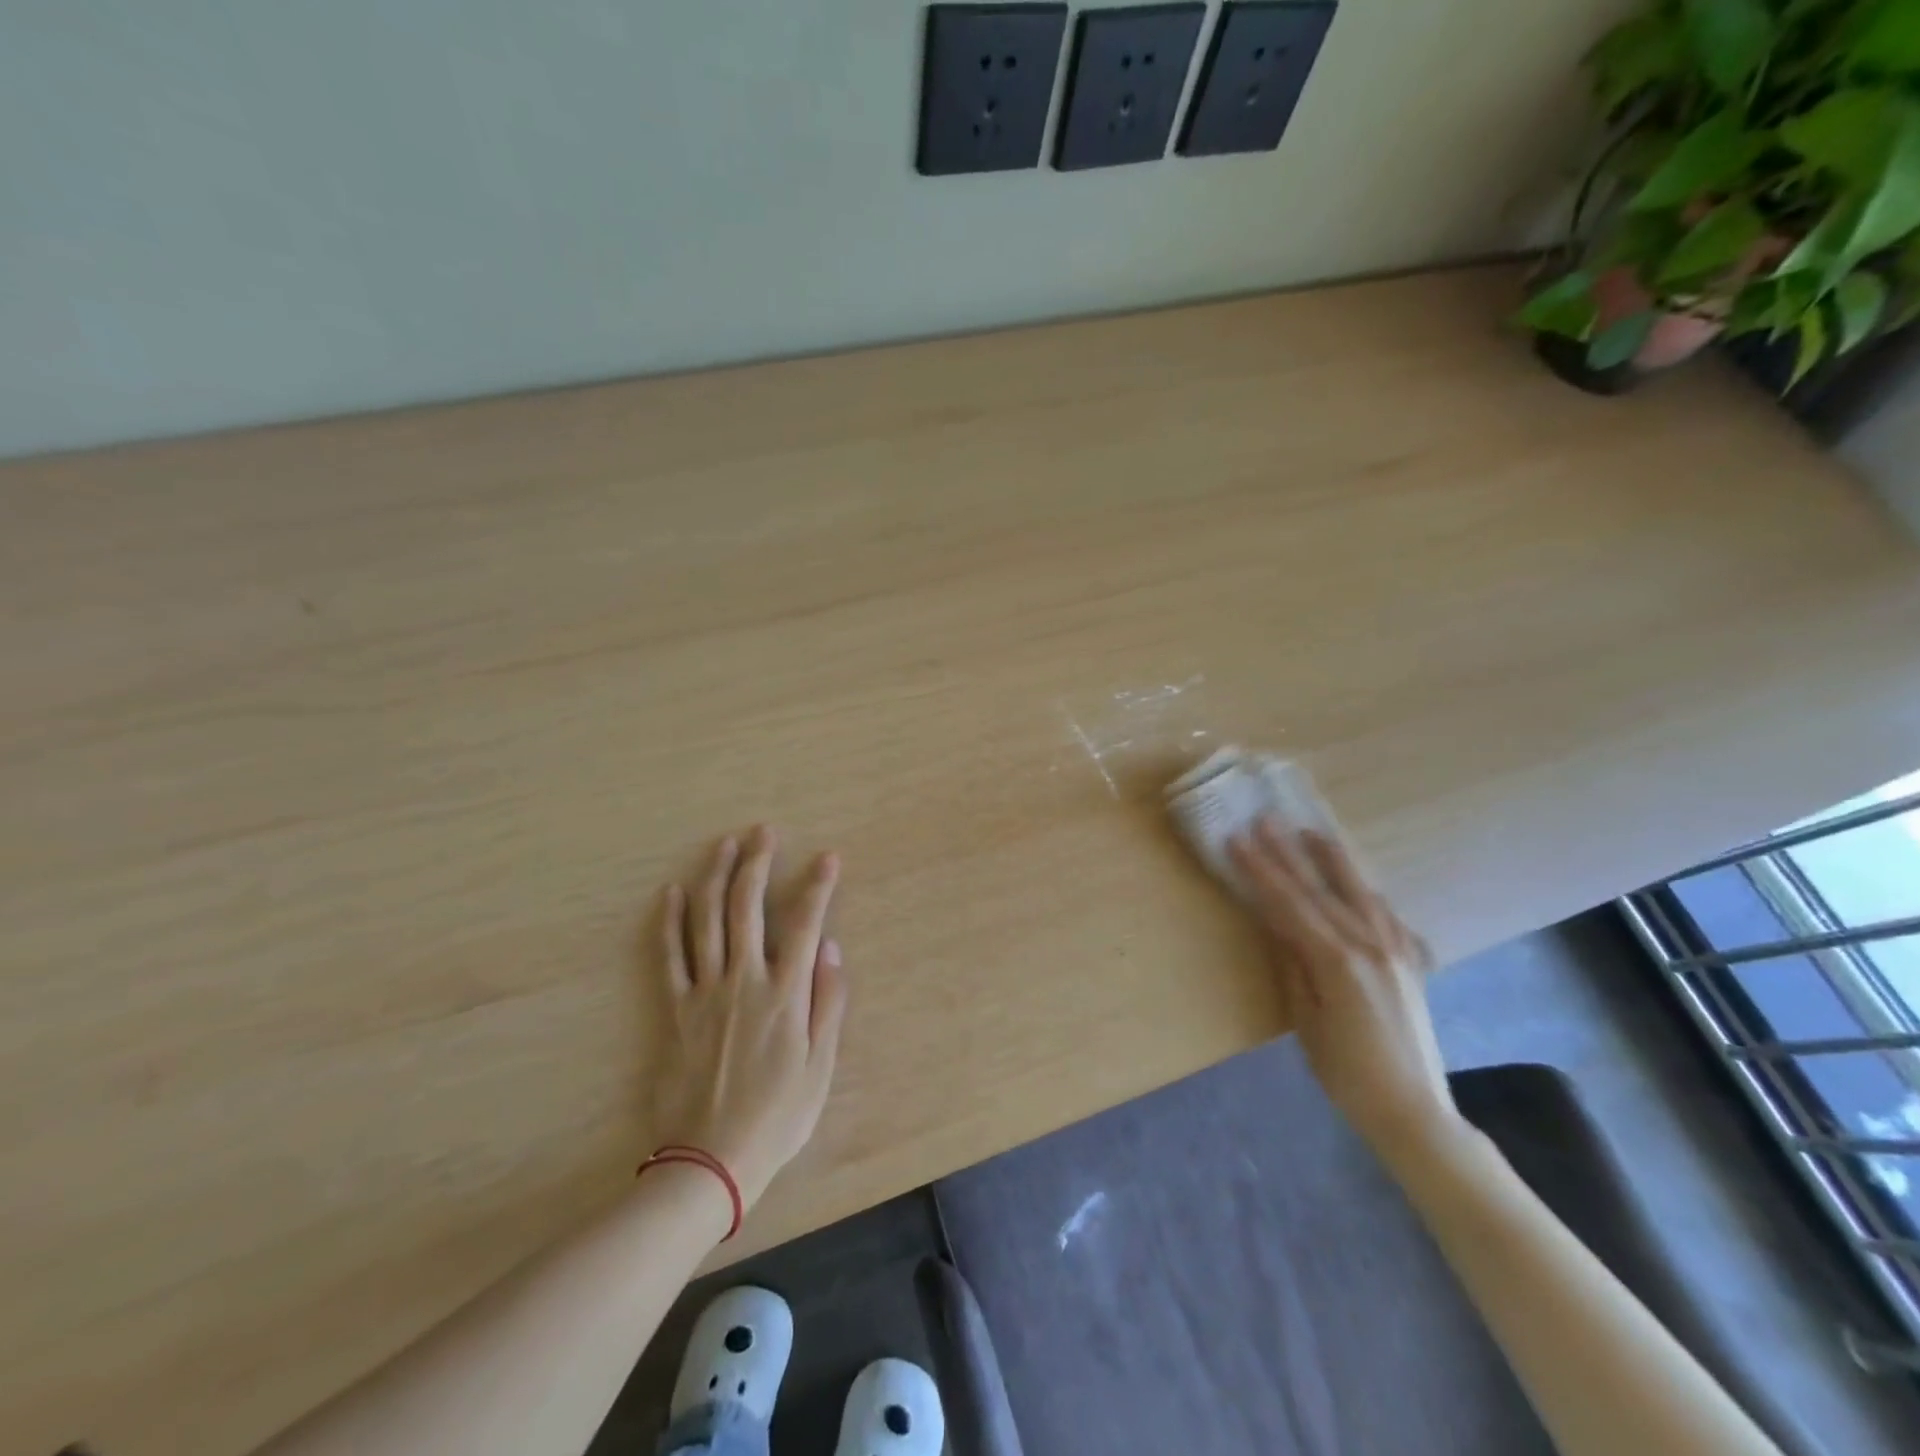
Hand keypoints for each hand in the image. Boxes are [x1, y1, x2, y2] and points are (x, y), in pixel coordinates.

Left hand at [647, 826, 849, 1209]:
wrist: (710, 1162)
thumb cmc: (777, 1117)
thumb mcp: (820, 1067)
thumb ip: (828, 1003)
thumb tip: (830, 949)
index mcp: (784, 994)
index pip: (804, 924)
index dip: (817, 886)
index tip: (828, 857)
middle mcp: (744, 981)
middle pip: (747, 907)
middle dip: (758, 863)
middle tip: (764, 831)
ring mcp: (705, 992)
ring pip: (707, 920)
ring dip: (716, 876)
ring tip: (724, 844)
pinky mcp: (675, 1010)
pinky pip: (669, 956)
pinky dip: (670, 921)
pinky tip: (672, 892)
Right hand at [1228, 819, 1461, 1162]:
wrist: (1413, 1110)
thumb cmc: (1346, 1072)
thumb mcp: (1305, 1020)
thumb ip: (1293, 964)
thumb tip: (1277, 923)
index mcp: (1337, 961)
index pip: (1289, 903)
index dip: (1261, 870)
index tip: (1238, 840)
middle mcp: (1369, 945)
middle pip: (1320, 889)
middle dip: (1288, 853)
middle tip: (1265, 820)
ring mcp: (1395, 950)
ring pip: (1359, 892)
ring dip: (1332, 859)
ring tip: (1312, 831)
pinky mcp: (1410, 962)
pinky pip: (1386, 914)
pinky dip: (1366, 890)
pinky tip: (1358, 881)